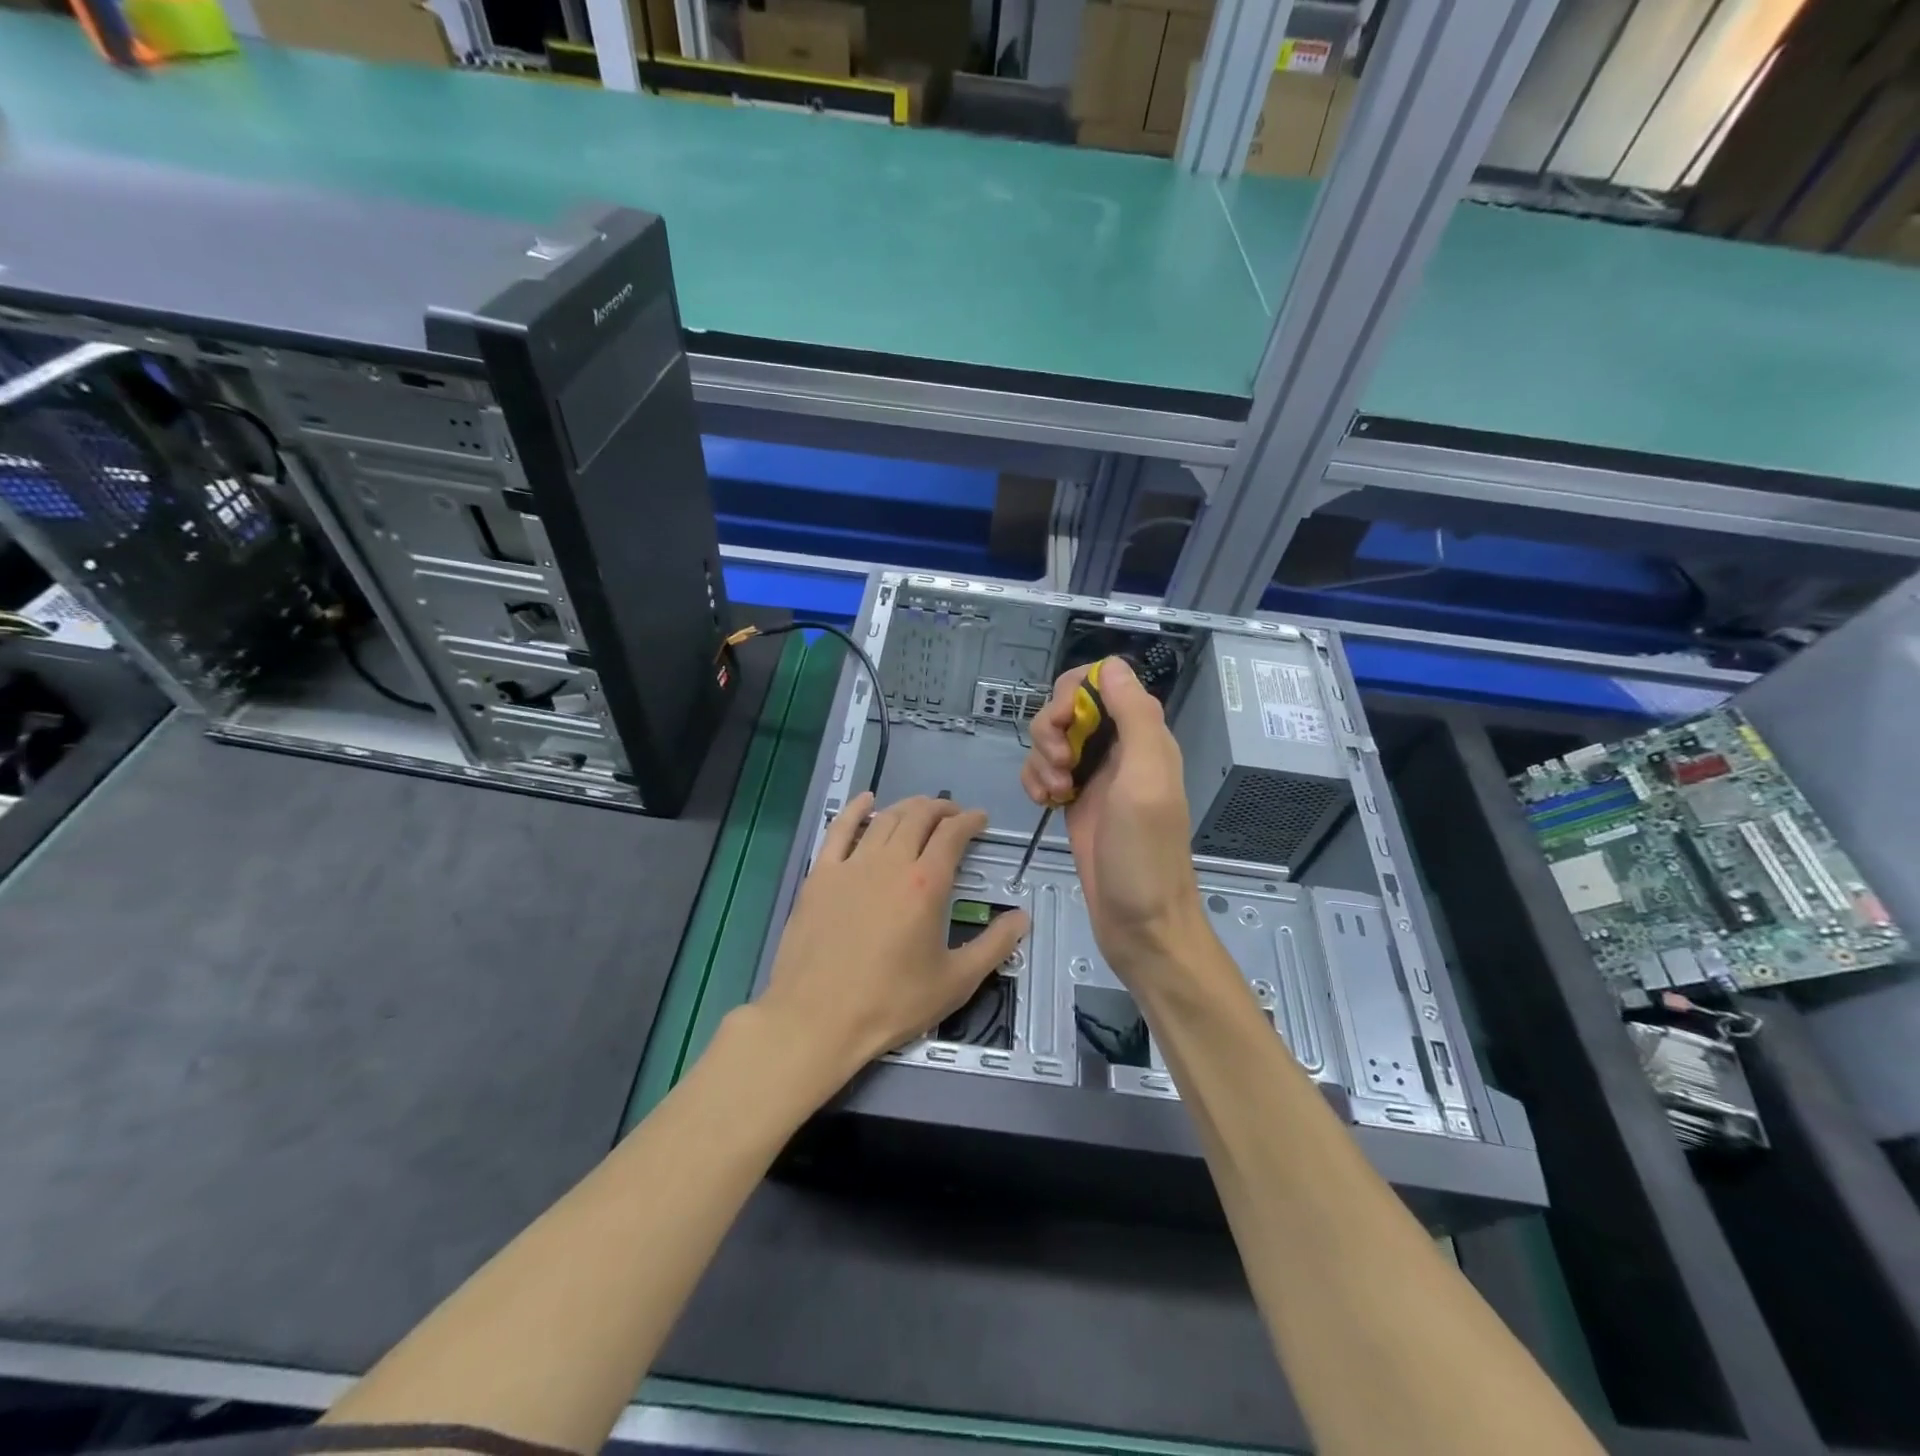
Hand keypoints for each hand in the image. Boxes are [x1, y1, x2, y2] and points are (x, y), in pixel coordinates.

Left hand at [758, 793, 1029, 1085]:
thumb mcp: (955, 983)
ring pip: (884, 819)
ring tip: (920, 810)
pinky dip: (856, 809)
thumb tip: (1022, 918)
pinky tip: (866, 800)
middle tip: (954, 815)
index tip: (980, 820)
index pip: (953, 835)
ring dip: (907, 807)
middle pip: (919, 817)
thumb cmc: (890, 1003)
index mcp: (926, 884)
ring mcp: (851, 865)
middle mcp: (890, 863)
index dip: (970, 821)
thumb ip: (994, 946)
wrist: (816, 1019)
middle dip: (941, 808)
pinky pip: (839, 829)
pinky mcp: (820, 875)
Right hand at [1020, 657, 1204, 975]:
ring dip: (1042, 758)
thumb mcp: (1145, 780)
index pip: (1102, 682)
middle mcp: (1118, 749)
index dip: (1073, 694)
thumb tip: (1112, 665)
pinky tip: (1044, 803)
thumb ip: (1134, 718)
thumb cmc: (1144, 854)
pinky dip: (1035, 780)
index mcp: (1143, 736)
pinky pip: (1043, 771)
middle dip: (1051, 729)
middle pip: (1069, 707)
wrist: (1140, 924)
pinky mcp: (1074, 801)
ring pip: (1052, 739)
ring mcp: (1094, 776)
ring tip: (1055, 793)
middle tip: (1060, 765)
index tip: (1063, 725)